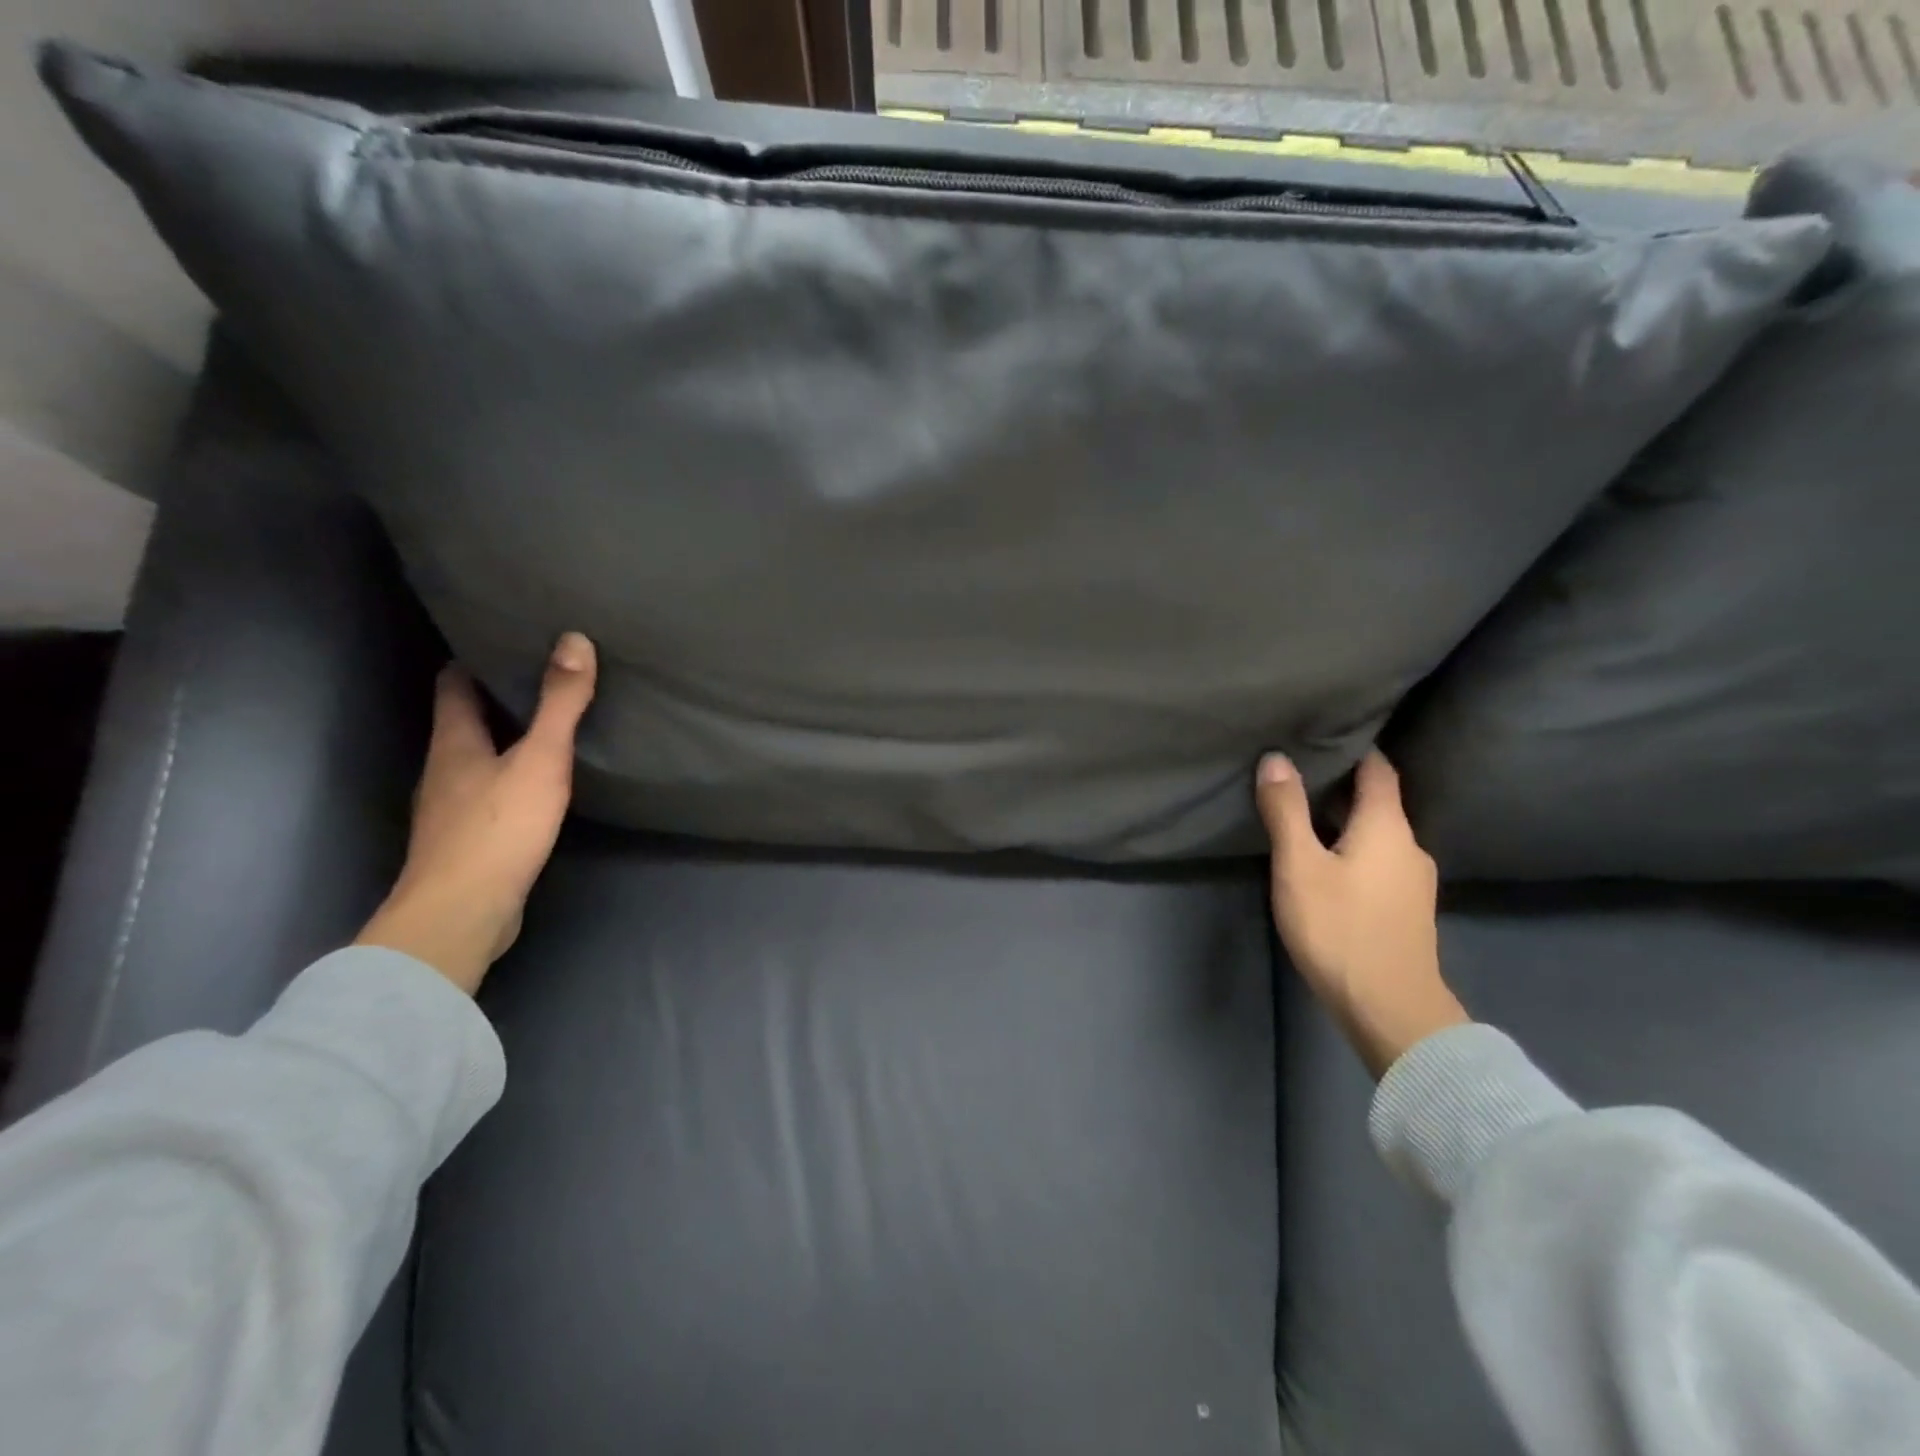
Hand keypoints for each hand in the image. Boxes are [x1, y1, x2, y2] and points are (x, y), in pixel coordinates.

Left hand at [356, 633, 597, 994]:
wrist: (463, 913)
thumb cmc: (499, 828)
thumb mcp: (540, 759)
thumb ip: (560, 704)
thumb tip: (574, 639)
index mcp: (453, 742)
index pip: (455, 683)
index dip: (477, 658)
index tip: (510, 639)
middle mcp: (444, 769)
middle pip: (465, 719)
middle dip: (498, 696)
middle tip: (544, 675)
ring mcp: (452, 808)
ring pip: (478, 757)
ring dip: (506, 738)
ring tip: (549, 723)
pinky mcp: (469, 839)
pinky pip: (489, 791)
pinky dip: (511, 776)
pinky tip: (540, 783)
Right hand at [1256, 750, 1467, 1079]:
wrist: (1390, 1009)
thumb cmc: (1340, 928)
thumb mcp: (1299, 866)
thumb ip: (1286, 811)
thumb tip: (1276, 758)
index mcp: (1387, 826)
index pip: (1378, 769)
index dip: (1353, 748)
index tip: (1321, 735)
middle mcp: (1409, 846)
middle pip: (1378, 801)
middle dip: (1340, 785)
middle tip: (1296, 774)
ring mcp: (1413, 881)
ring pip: (1377, 834)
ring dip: (1345, 821)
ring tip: (1303, 817)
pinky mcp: (1406, 909)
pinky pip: (1378, 861)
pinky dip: (1353, 849)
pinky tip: (1327, 864)